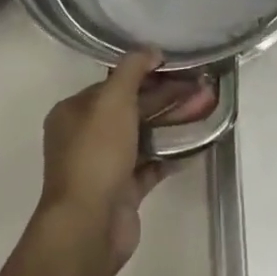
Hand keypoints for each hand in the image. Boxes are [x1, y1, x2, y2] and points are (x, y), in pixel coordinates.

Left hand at [35, 51, 216, 270]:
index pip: (111, 84)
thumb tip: (151, 49)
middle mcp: (84, 137)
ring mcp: (103, 166)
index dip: (143, 73)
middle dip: (163, 97)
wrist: (89, 226)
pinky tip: (195, 144)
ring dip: (170, 123)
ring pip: (142, 136)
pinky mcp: (122, 191)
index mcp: (73, 113)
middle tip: (197, 86)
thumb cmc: (97, 154)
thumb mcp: (113, 99)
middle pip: (129, 109)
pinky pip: (150, 165)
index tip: (175, 66)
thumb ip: (132, 69)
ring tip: (203, 109)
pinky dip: (170, 154)